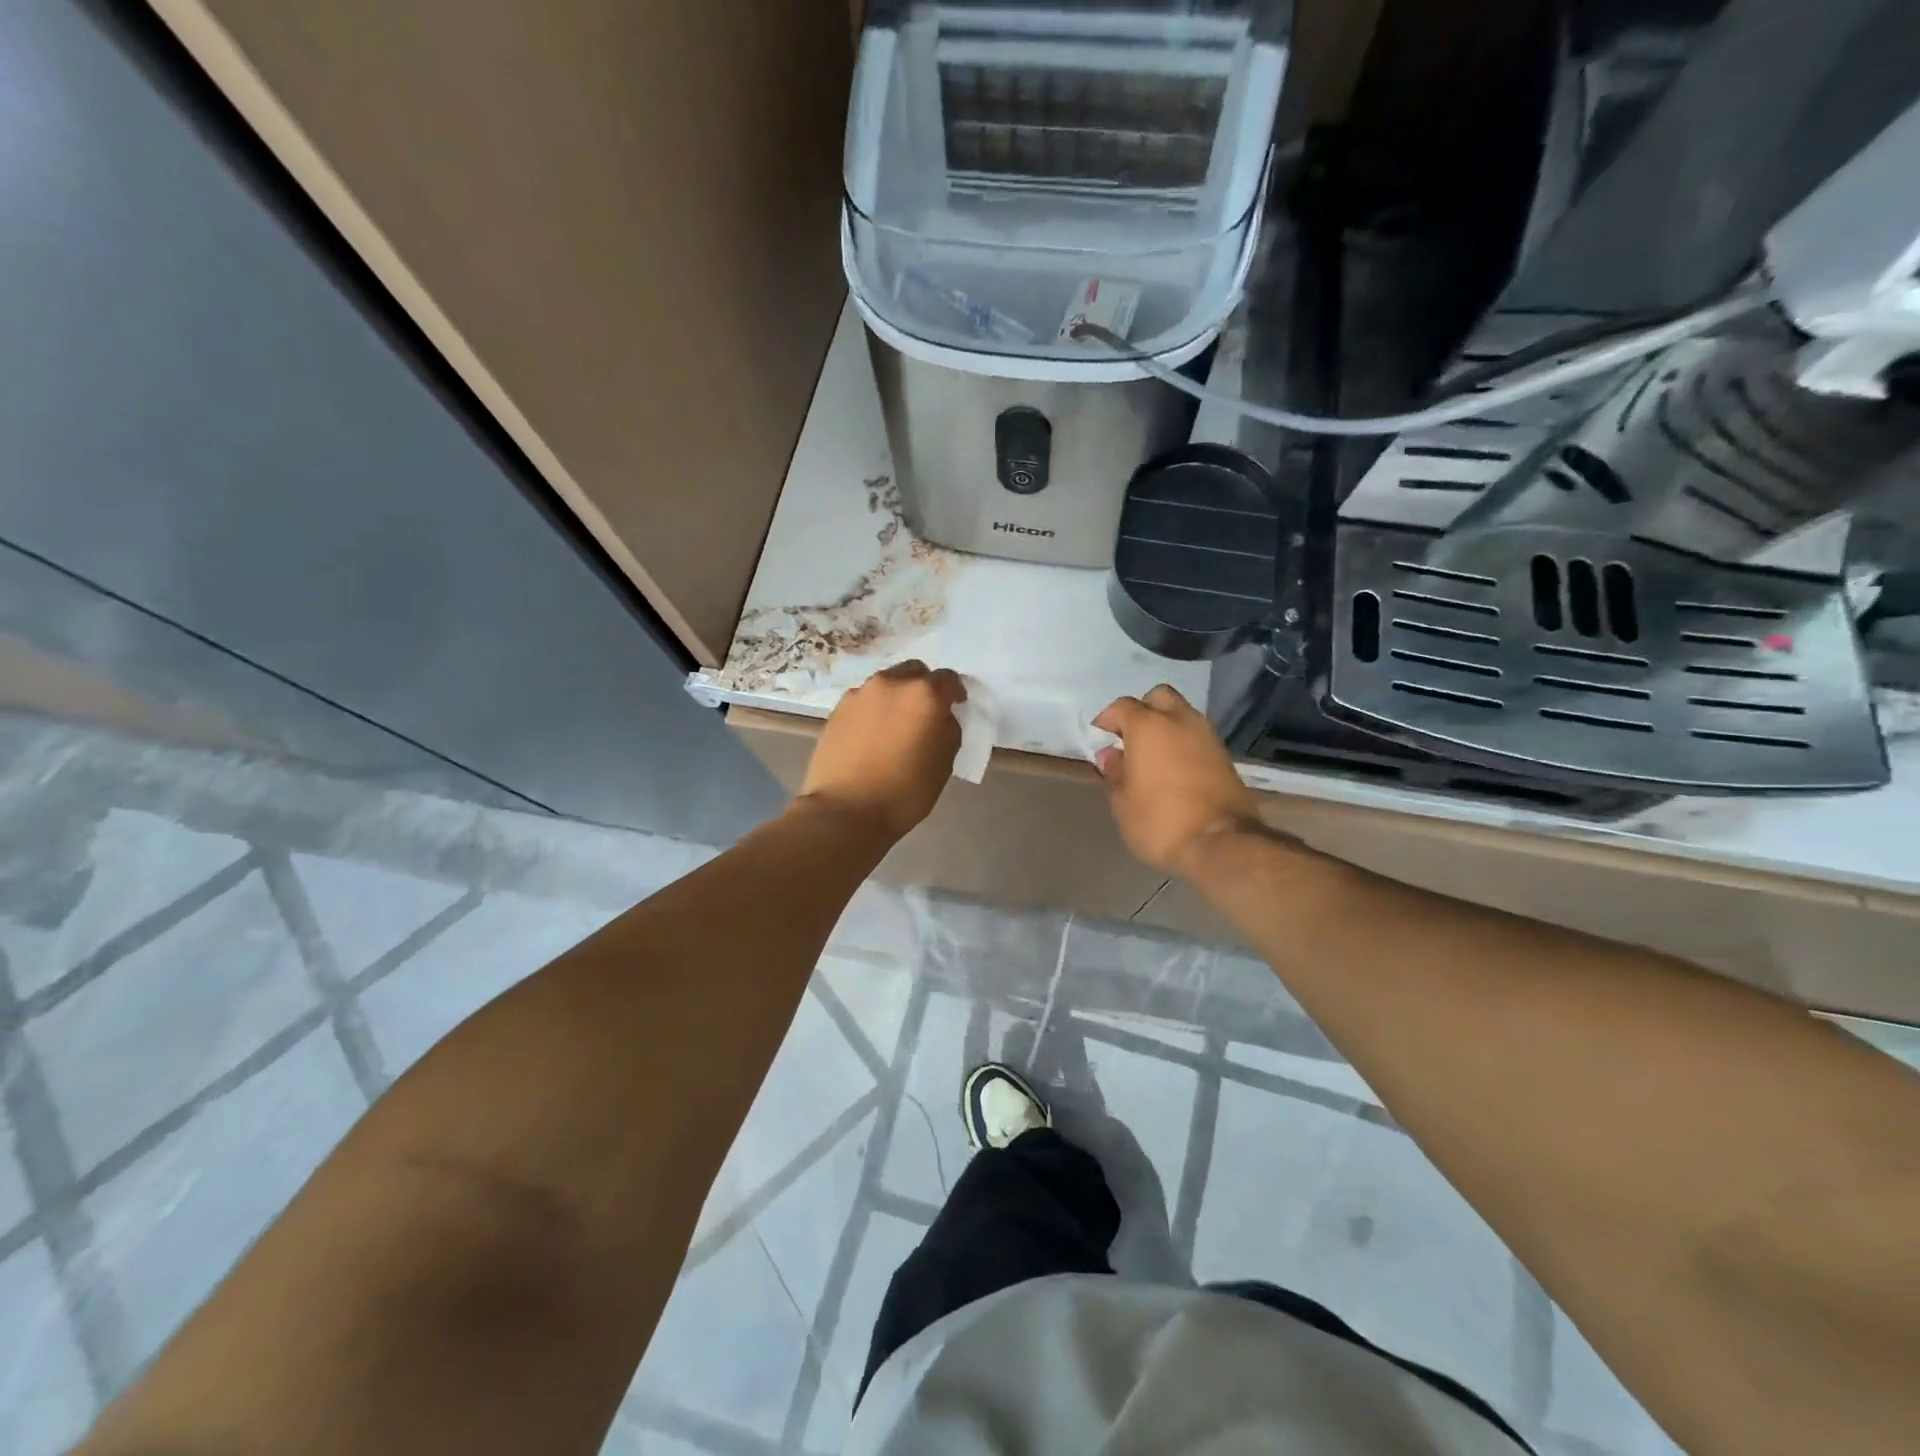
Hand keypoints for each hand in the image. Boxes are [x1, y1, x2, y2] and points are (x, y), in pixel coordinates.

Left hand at [799, 661, 965, 841]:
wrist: (845, 811)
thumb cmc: (904, 792)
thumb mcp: (944, 764)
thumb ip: (948, 730)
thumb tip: (941, 718)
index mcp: (924, 695)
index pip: (949, 679)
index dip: (955, 692)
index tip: (956, 706)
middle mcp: (891, 683)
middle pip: (915, 672)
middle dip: (925, 687)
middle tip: (926, 713)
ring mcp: (860, 693)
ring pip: (887, 683)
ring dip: (897, 696)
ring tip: (896, 725)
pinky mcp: (838, 708)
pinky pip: (865, 700)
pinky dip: (874, 709)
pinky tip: (873, 735)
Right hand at [1093, 685, 1262, 876]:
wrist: (1221, 843)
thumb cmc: (1160, 821)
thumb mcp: (1123, 802)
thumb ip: (1115, 772)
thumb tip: (1111, 755)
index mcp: (1148, 726)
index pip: (1123, 706)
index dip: (1108, 719)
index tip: (1100, 737)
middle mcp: (1180, 721)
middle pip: (1159, 697)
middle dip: (1142, 710)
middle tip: (1130, 737)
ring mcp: (1207, 736)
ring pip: (1182, 714)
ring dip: (1166, 725)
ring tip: (1152, 754)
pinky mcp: (1224, 755)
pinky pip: (1197, 736)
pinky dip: (1183, 742)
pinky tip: (1173, 767)